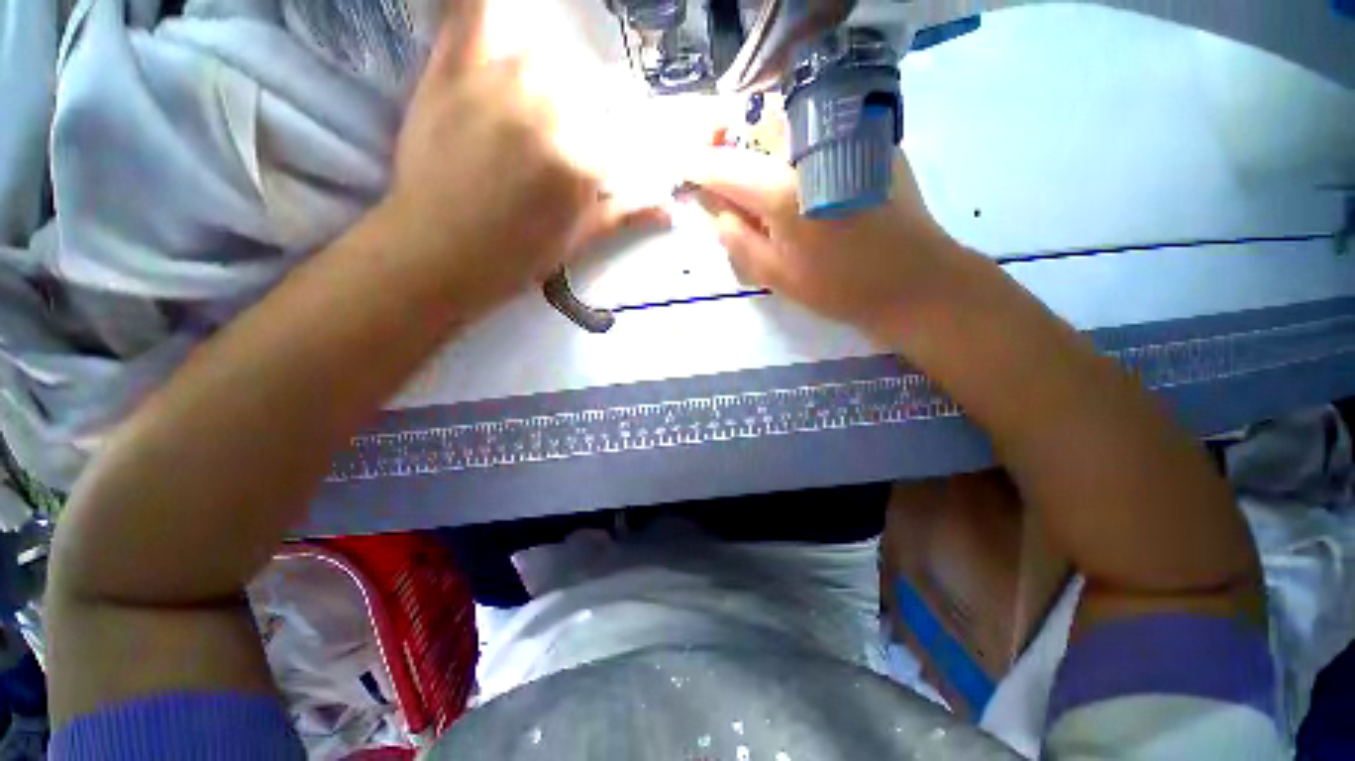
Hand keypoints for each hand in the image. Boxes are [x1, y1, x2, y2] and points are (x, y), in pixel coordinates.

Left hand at [379, 0, 653, 318]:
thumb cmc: (517, 256)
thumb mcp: (579, 240)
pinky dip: (486, 11)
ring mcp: (497, 83)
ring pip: (544, 52)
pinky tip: (502, 22)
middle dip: (589, 110)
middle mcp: (547, 110)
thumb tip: (671, 209)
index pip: (625, 131)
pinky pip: (471, 14)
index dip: (623, 143)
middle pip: (588, 85)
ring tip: (538, 105)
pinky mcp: (451, 70)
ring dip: (551, 74)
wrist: (437, 253)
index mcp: (582, 160)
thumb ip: (626, 214)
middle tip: (569, 138)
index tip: (613, 155)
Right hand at [689, 147, 969, 334]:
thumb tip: (713, 208)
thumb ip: (736, 239)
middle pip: (753, 123)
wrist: (913, 280)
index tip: (686, 173)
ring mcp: (845, 136)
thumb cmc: (839, 287)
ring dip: (759, 138)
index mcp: (783, 191)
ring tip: (755, 170)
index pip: (724, 165)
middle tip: (720, 166)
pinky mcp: (869, 138)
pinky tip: (796, 169)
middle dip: (727, 138)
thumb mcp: (775, 274)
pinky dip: (793, 141)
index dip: (699, 166)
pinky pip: (816, 126)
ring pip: (785, 118)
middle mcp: (810, 150)